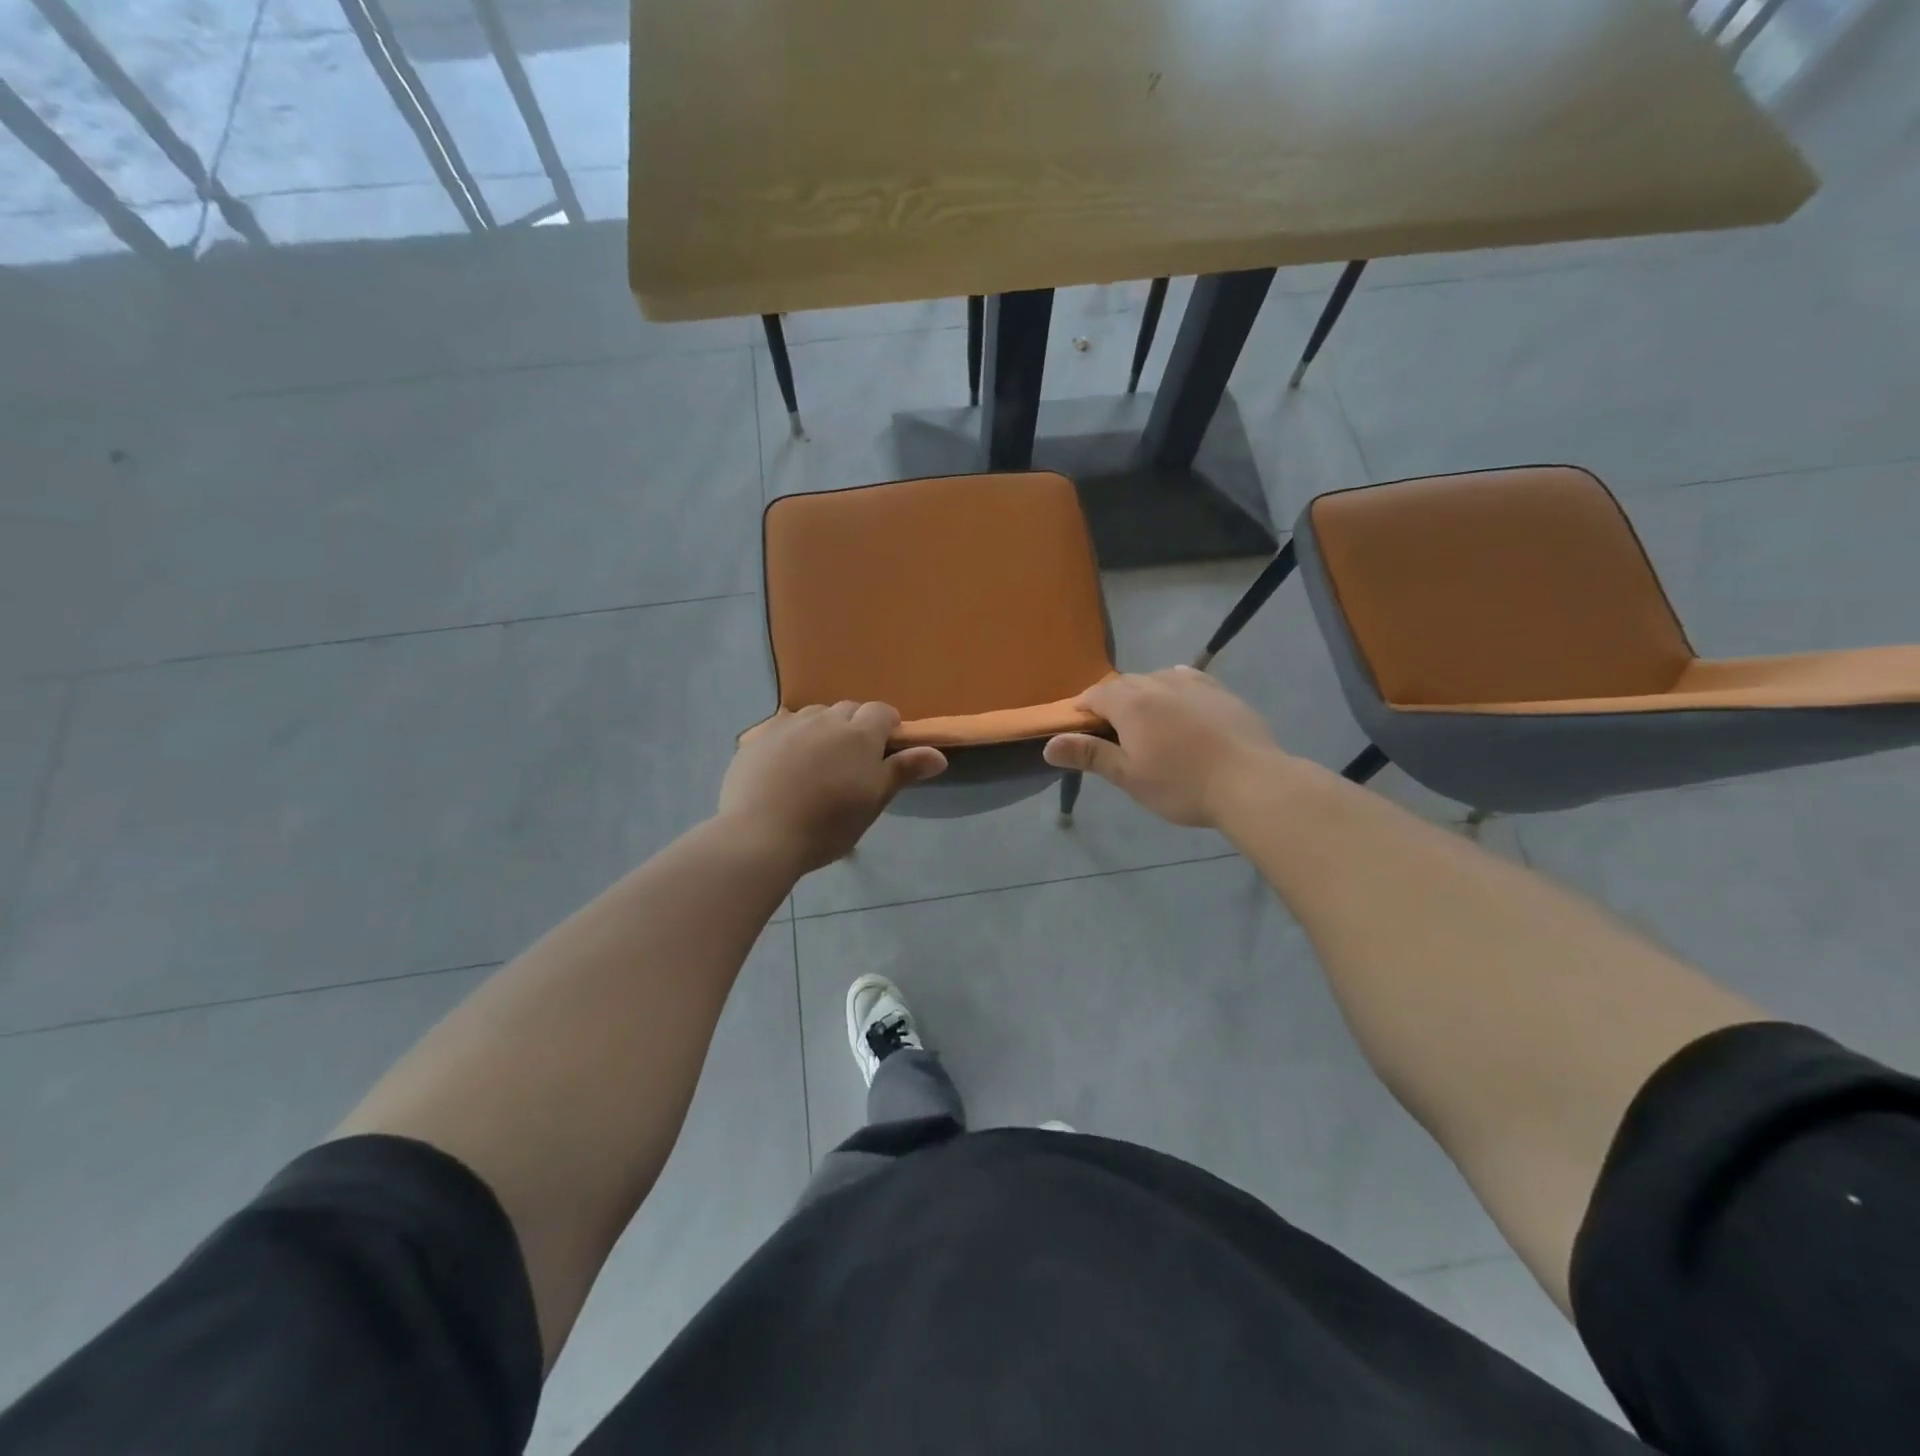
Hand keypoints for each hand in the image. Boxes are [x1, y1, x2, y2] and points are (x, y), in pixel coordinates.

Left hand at [719, 703, 946, 872]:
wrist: (761, 835)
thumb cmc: (828, 825)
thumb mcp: (873, 802)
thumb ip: (904, 771)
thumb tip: (939, 755)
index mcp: (859, 734)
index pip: (882, 712)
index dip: (888, 726)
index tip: (885, 750)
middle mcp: (825, 719)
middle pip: (847, 710)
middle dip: (855, 726)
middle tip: (851, 762)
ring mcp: (788, 724)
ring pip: (814, 715)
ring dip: (822, 729)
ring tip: (817, 762)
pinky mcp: (757, 736)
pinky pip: (782, 726)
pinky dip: (790, 738)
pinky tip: (784, 765)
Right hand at [1043, 668, 1285, 827]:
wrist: (1251, 782)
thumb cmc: (1182, 785)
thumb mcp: (1130, 776)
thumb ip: (1089, 755)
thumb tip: (1048, 745)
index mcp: (1131, 704)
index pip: (1095, 695)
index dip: (1081, 708)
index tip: (1078, 728)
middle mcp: (1158, 683)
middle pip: (1124, 685)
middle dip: (1111, 702)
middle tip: (1110, 731)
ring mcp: (1192, 684)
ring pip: (1155, 679)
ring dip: (1142, 694)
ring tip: (1144, 720)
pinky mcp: (1219, 691)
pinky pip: (1186, 679)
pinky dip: (1172, 687)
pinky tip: (1177, 700)